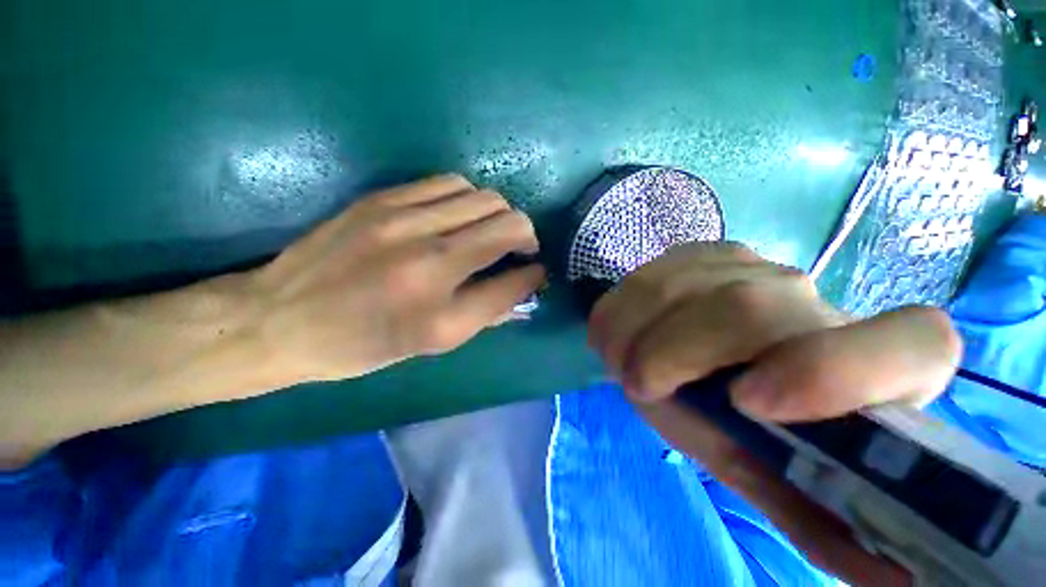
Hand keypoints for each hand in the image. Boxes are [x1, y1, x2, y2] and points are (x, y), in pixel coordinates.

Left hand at [249, 174, 544, 384]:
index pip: (515, 281)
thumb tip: (522, 287)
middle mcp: (429, 262)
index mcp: (441, 315)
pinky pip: (450, 183)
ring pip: (484, 197)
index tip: (535, 271)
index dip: (534, 273)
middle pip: (509, 223)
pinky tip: (458, 215)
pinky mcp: (383, 199)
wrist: (279, 318)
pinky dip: (468, 198)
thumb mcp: (431, 344)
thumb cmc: (361, 345)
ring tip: (488, 230)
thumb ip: (486, 313)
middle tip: (517, 249)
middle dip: (525, 235)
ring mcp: (404, 222)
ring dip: (498, 214)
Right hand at [588, 242, 960, 585]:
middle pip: (745, 309)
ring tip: (624, 363)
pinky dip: (618, 314)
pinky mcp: (696, 254)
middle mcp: (811, 299)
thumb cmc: (738, 422)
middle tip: (638, 385)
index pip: (916, 344)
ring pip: (674, 289)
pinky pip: (641, 279)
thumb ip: (810, 514)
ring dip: (631, 335)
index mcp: (867, 365)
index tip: (747, 404)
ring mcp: (746, 264)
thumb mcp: (764, 471)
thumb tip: (892, 579)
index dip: (836, 370)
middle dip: (672, 353)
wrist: (695, 354)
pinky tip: (625, 334)